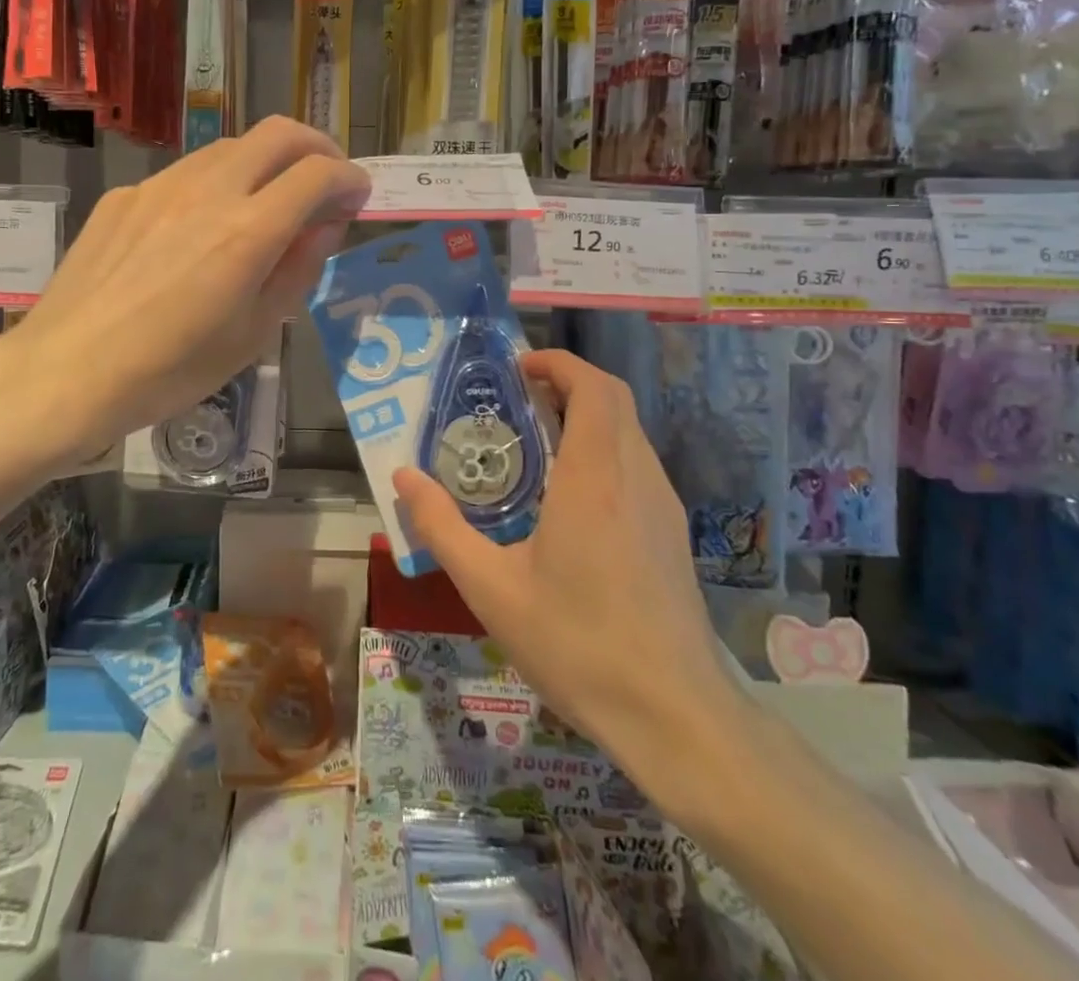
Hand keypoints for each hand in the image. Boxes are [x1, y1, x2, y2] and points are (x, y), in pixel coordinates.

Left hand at [10, 117, 369, 464]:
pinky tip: (201, 229)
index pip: (318, 174)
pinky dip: (216, 185)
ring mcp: (160, 186)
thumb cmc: (171, 370)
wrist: (66, 373)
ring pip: (231, 146)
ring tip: (268, 202)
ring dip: (265, 162)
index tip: (357, 197)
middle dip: (317, 147)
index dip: (349, 179)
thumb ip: (298, 269)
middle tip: (326, 181)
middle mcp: (208, 190)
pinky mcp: (125, 195)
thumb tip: (326, 226)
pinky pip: (186, 174)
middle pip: (278, 133)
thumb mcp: (253, 333)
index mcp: (248, 232)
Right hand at [393, 350, 743, 774]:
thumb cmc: (577, 645)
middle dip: (568, 381)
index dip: (558, 362)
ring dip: (587, 414)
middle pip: (614, 398)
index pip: (593, 387)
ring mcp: (663, 504)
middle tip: (519, 397)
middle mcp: (636, 477)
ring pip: (629, 430)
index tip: (518, 367)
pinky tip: (570, 494)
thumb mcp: (491, 589)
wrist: (675, 716)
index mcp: (595, 478)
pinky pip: (637, 463)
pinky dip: (603, 448)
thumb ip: (442, 527)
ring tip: (536, 440)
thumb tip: (403, 478)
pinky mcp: (672, 531)